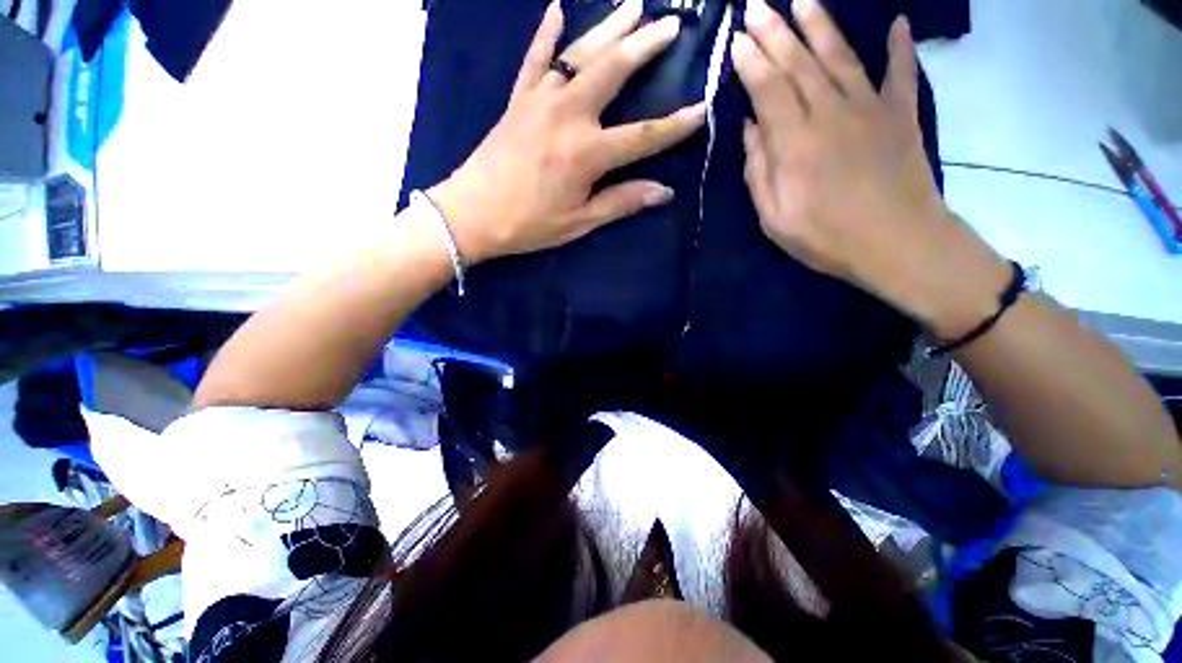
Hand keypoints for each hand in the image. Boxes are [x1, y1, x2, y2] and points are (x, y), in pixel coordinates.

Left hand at [428, 0, 705, 264]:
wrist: (471, 213)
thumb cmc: (528, 224)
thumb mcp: (579, 222)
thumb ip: (620, 202)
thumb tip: (663, 192)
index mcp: (587, 153)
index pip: (643, 136)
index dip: (675, 126)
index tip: (701, 110)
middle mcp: (568, 115)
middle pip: (614, 71)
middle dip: (646, 45)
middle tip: (672, 23)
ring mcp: (540, 100)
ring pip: (581, 54)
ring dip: (610, 27)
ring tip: (634, 5)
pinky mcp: (517, 99)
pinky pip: (534, 58)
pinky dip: (547, 32)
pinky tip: (557, 8)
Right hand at [732, 0, 1008, 338]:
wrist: (897, 244)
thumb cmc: (826, 237)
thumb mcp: (774, 217)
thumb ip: (758, 171)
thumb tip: (750, 129)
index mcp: (795, 142)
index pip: (768, 89)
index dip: (751, 62)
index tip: (737, 40)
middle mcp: (830, 113)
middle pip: (799, 63)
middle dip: (775, 32)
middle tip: (757, 5)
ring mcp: (870, 109)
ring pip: (840, 57)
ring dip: (820, 25)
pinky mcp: (901, 116)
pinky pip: (900, 73)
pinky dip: (900, 48)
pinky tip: (897, 24)